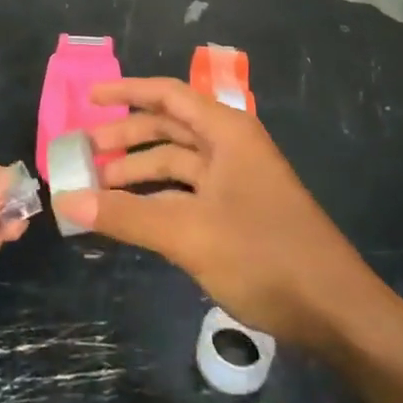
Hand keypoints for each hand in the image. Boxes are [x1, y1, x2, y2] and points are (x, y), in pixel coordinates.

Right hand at [52, 78, 382, 352]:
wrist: (335, 311)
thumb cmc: (263, 255)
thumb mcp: (188, 233)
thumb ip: (126, 216)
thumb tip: (67, 201)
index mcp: (226, 132)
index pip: (169, 95)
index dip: (127, 92)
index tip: (89, 99)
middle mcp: (231, 147)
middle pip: (169, 128)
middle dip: (125, 139)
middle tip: (82, 155)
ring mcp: (236, 181)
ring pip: (177, 164)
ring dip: (138, 173)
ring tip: (96, 189)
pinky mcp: (238, 213)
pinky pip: (187, 193)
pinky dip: (157, 200)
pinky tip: (130, 216)